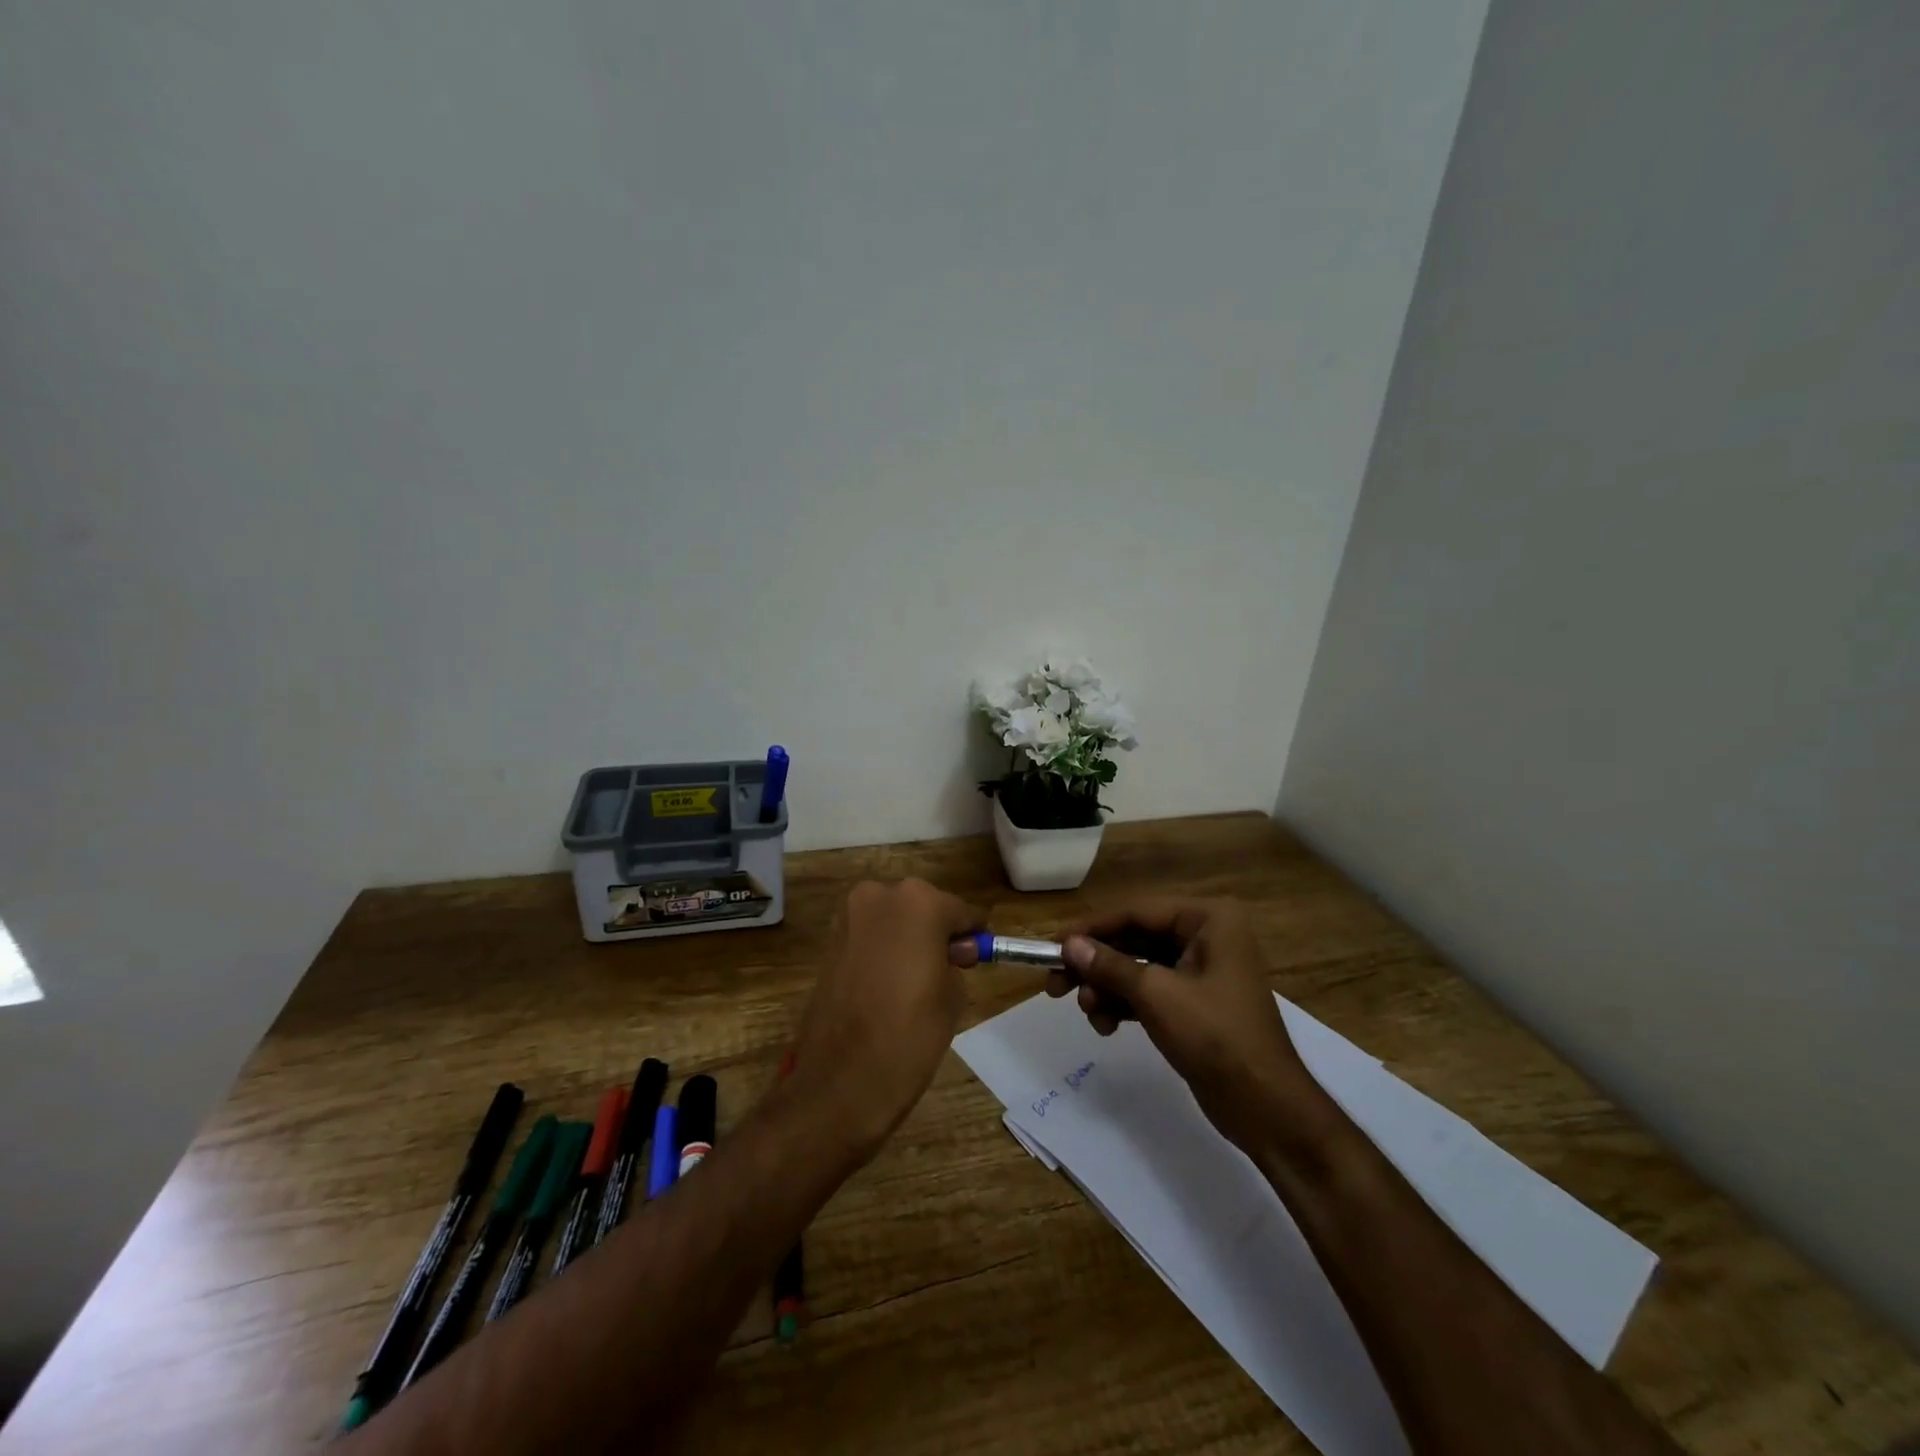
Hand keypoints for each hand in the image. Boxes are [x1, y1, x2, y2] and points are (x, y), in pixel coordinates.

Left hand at [792, 879, 981, 1156]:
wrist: (840, 1080)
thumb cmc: (909, 1033)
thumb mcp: (953, 995)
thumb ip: (955, 961)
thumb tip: (949, 952)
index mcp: (919, 901)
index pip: (960, 912)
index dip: (971, 937)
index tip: (976, 959)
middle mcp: (880, 895)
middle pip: (922, 907)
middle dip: (935, 932)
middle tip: (945, 971)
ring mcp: (849, 916)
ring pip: (893, 920)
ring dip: (907, 940)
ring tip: (914, 983)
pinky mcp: (829, 941)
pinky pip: (870, 937)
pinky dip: (882, 951)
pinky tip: (887, 985)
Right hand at [1049, 899, 1328, 1154]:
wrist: (1267, 1109)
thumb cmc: (1216, 1037)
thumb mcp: (1157, 996)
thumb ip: (1109, 966)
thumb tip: (1069, 945)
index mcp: (1208, 918)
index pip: (1136, 911)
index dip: (1092, 928)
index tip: (1053, 946)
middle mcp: (1206, 934)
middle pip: (1134, 938)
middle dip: (1096, 964)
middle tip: (1055, 984)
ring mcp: (1201, 969)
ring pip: (1137, 966)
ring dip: (1106, 988)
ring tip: (1088, 1013)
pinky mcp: (1194, 1001)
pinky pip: (1148, 990)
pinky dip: (1123, 1004)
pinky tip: (1105, 1025)